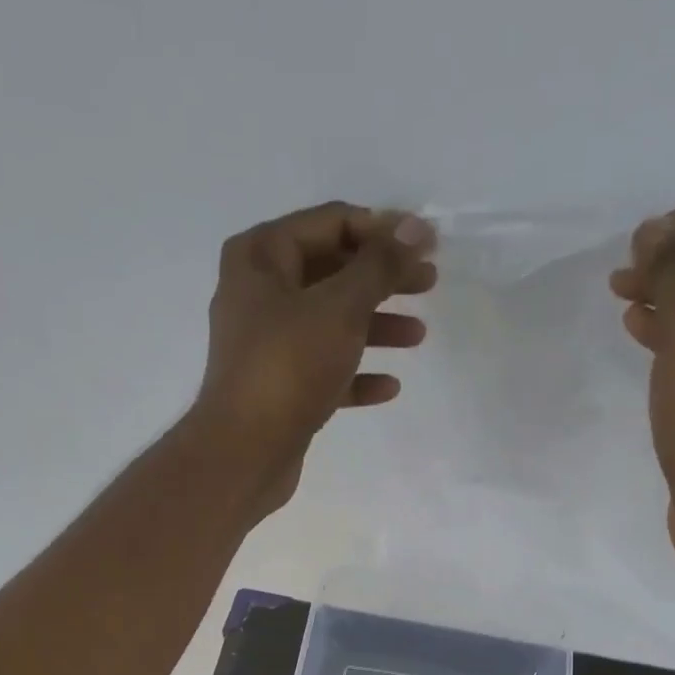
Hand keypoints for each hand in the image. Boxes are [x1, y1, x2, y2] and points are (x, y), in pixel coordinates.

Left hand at [191, 202, 435, 514]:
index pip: (332, 222)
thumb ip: (380, 265)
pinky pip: (324, 370)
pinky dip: (355, 374)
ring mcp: (267, 344)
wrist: (245, 452)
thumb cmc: (288, 366)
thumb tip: (414, 226)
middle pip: (333, 272)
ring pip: (331, 323)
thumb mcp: (341, 307)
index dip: (383, 230)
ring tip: (418, 336)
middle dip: (383, 279)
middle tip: (429, 284)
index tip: (427, 245)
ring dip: (376, 326)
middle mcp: (259, 293)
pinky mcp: (278, 388)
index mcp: (262, 256)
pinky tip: (390, 387)